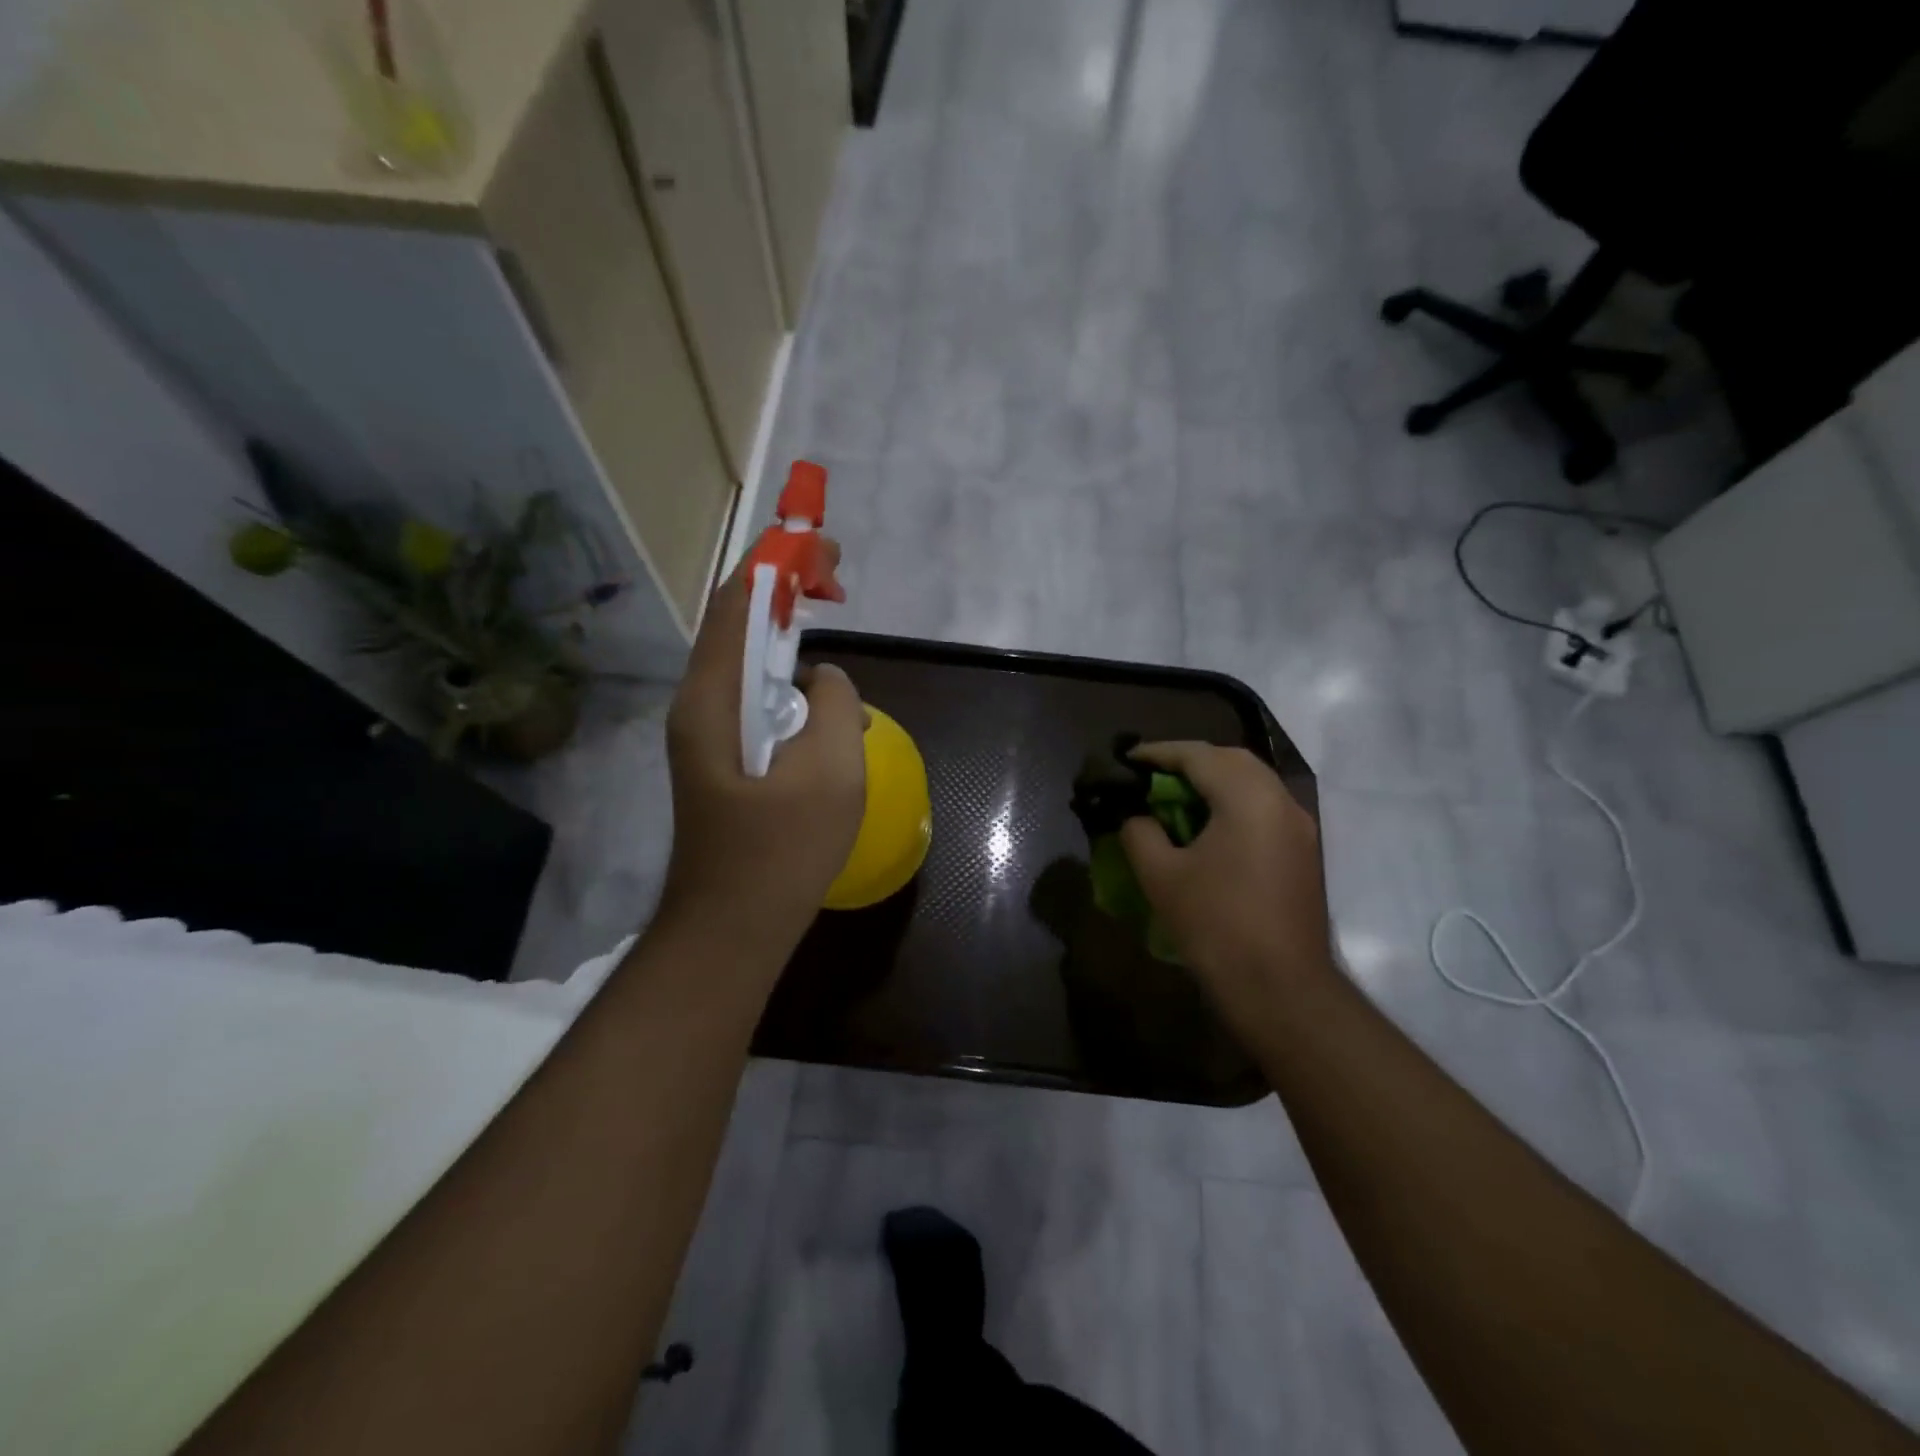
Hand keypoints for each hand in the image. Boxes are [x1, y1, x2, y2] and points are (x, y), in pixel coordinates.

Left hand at [657, 547, 866, 967]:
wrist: (732, 927)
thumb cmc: (780, 852)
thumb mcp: (829, 769)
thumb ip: (831, 702)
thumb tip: (822, 678)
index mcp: (711, 698)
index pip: (737, 602)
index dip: (777, 562)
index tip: (822, 548)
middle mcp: (699, 705)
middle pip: (738, 624)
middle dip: (785, 591)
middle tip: (836, 583)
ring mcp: (707, 734)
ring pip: (749, 662)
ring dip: (789, 637)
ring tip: (832, 633)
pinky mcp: (724, 759)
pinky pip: (757, 700)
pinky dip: (790, 682)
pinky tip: (827, 709)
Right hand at [1119, 742, 1333, 1018]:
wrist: (1281, 989)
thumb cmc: (1216, 926)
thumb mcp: (1161, 876)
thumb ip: (1141, 833)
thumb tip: (1138, 818)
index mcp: (1248, 798)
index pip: (1198, 755)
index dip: (1158, 753)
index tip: (1127, 758)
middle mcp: (1281, 801)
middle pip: (1232, 760)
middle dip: (1190, 760)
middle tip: (1153, 773)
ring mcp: (1299, 827)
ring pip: (1253, 782)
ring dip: (1214, 780)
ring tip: (1176, 796)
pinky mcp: (1303, 852)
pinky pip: (1264, 807)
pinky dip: (1233, 802)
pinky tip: (1208, 826)